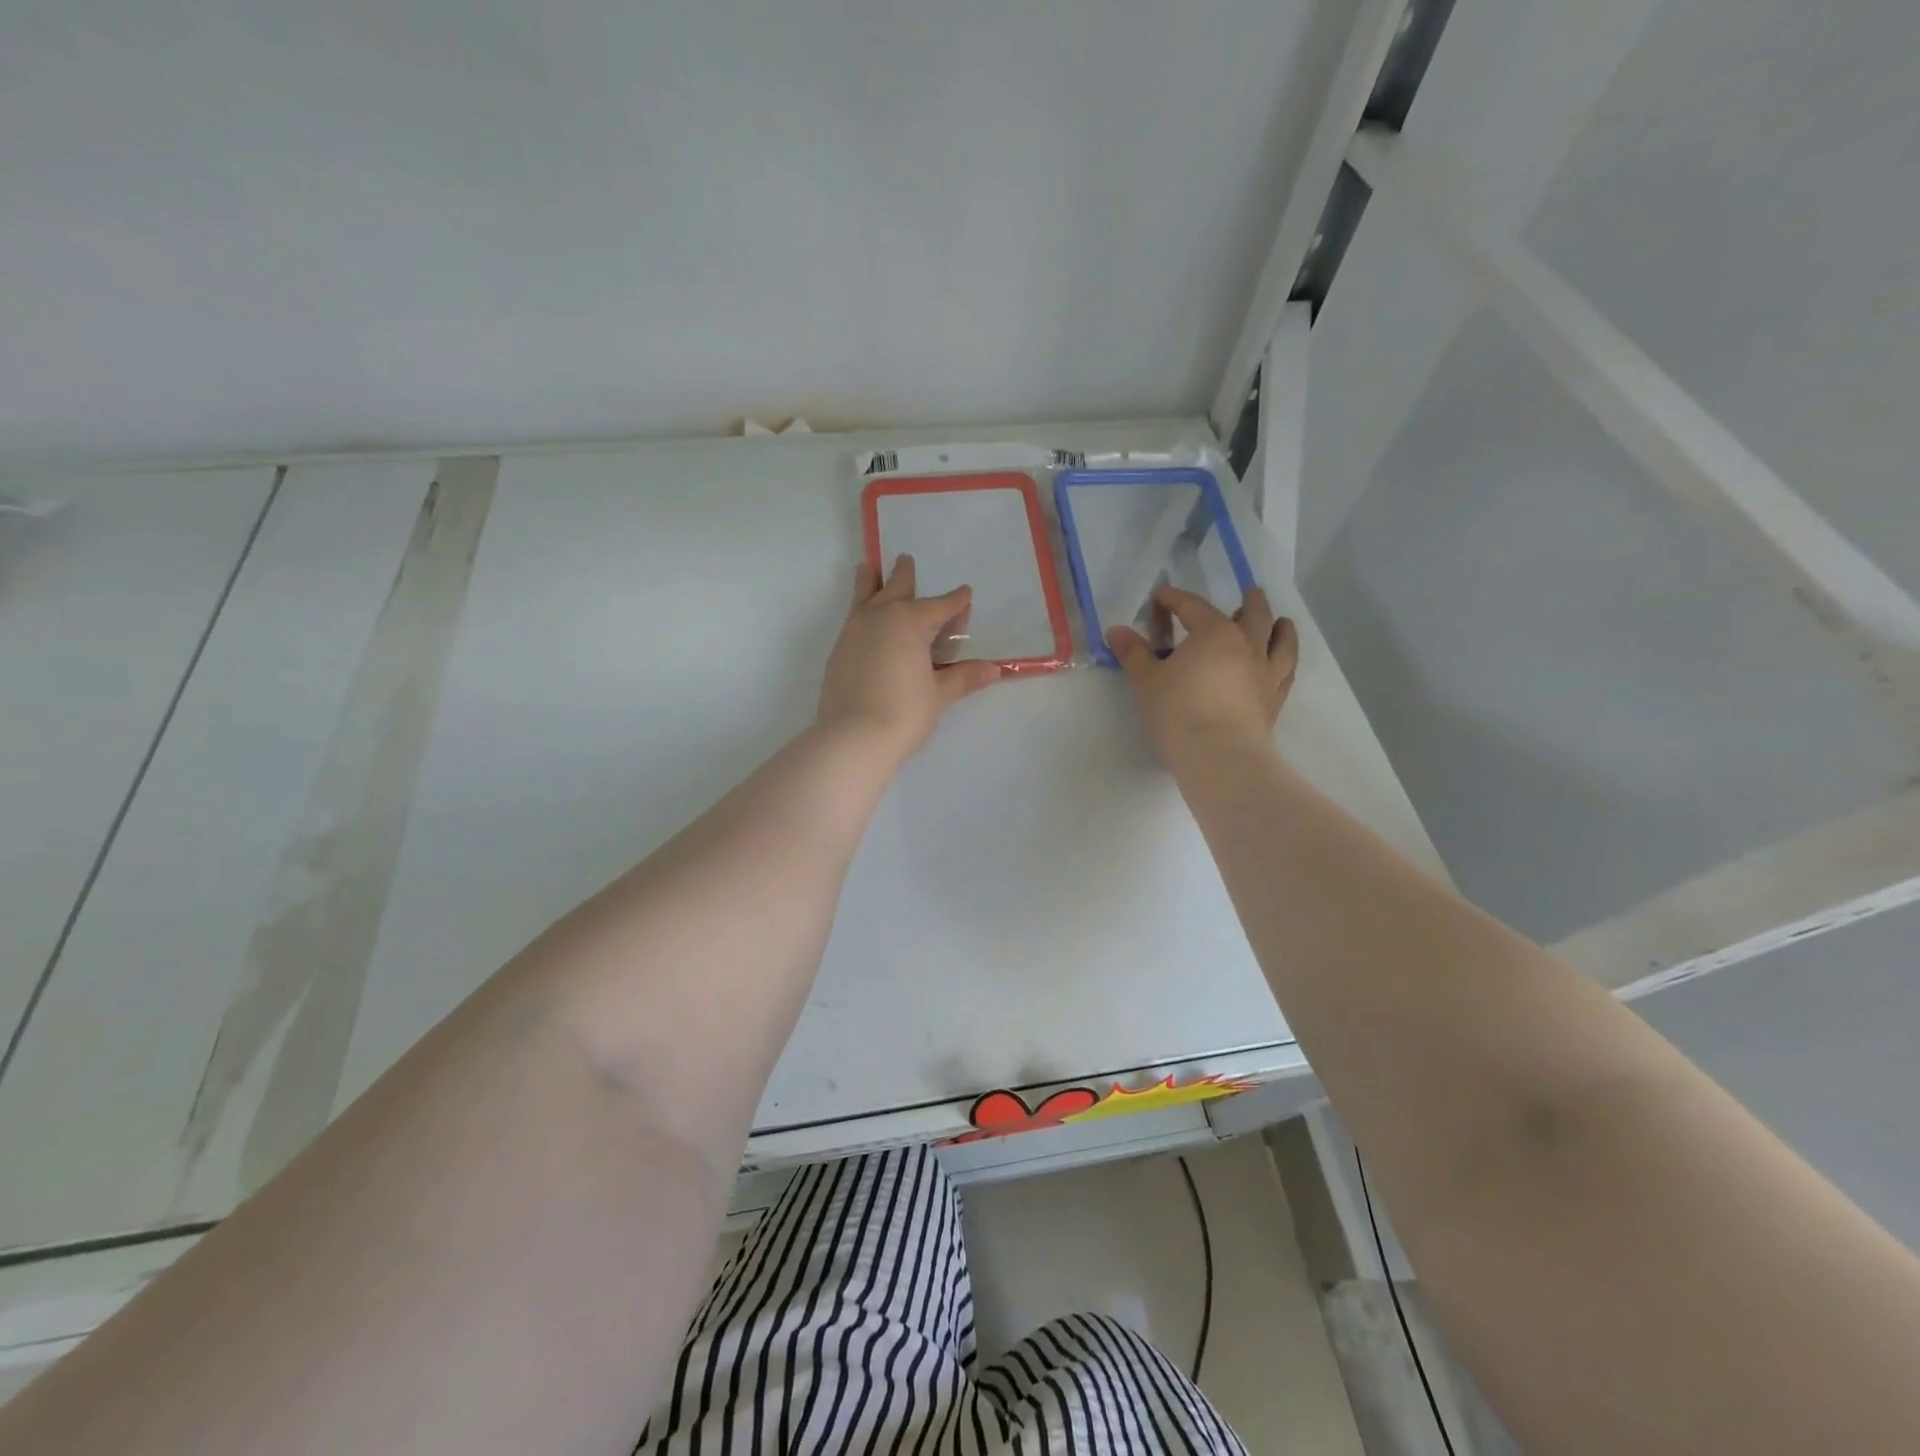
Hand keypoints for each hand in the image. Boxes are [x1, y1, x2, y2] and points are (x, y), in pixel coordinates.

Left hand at [816, 554, 1001, 765]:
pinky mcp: (838, 651)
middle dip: (904, 575)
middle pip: (895, 589)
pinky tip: (863, 619)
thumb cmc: (904, 713)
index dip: (956, 601)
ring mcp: (854, 632)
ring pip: (864, 597)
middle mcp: (879, 617)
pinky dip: (860, 611)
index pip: (940, 607)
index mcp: (909, 621)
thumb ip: (963, 677)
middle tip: (905, 559)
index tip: (965, 593)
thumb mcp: (939, 694)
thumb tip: (994, 669)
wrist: (852, 738)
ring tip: (867, 568)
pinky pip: (853, 619)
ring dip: (870, 582)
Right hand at [1107, 586, 1297, 766]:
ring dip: (1280, 629)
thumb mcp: (1146, 680)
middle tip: (1250, 593)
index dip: (1175, 599)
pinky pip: (1286, 674)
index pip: (1193, 607)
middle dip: (1249, 602)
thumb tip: (1116, 630)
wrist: (1219, 755)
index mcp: (1214, 633)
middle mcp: (1246, 646)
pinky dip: (1286, 663)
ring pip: (1280, 642)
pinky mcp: (1274, 701)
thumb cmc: (1177, 711)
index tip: (1162, 596)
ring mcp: (1266, 673)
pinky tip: (1282, 664)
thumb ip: (1133, 653)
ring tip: (1282, 622)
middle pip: (1252, 616)